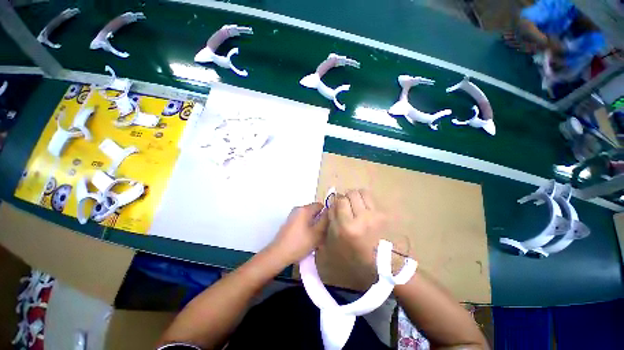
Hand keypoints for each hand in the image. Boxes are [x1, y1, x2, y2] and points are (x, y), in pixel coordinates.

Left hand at [268, 203, 328, 265]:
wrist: (278, 254)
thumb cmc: (299, 243)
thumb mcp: (317, 233)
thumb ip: (325, 221)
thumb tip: (329, 211)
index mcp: (304, 209)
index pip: (320, 205)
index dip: (326, 214)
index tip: (328, 225)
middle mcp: (298, 209)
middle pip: (314, 212)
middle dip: (320, 222)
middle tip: (323, 235)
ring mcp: (292, 216)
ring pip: (308, 219)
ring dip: (314, 227)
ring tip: (316, 241)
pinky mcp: (289, 224)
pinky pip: (302, 223)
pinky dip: (307, 229)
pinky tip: (308, 241)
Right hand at [327, 189, 386, 270]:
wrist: (380, 262)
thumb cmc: (354, 255)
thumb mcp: (335, 240)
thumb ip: (332, 219)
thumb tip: (333, 203)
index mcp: (346, 227)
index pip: (338, 202)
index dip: (336, 201)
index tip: (337, 205)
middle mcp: (359, 218)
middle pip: (350, 194)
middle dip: (346, 197)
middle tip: (347, 205)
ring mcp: (373, 215)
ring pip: (361, 192)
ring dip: (356, 196)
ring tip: (356, 204)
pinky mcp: (382, 214)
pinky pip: (371, 198)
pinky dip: (365, 200)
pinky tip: (365, 208)